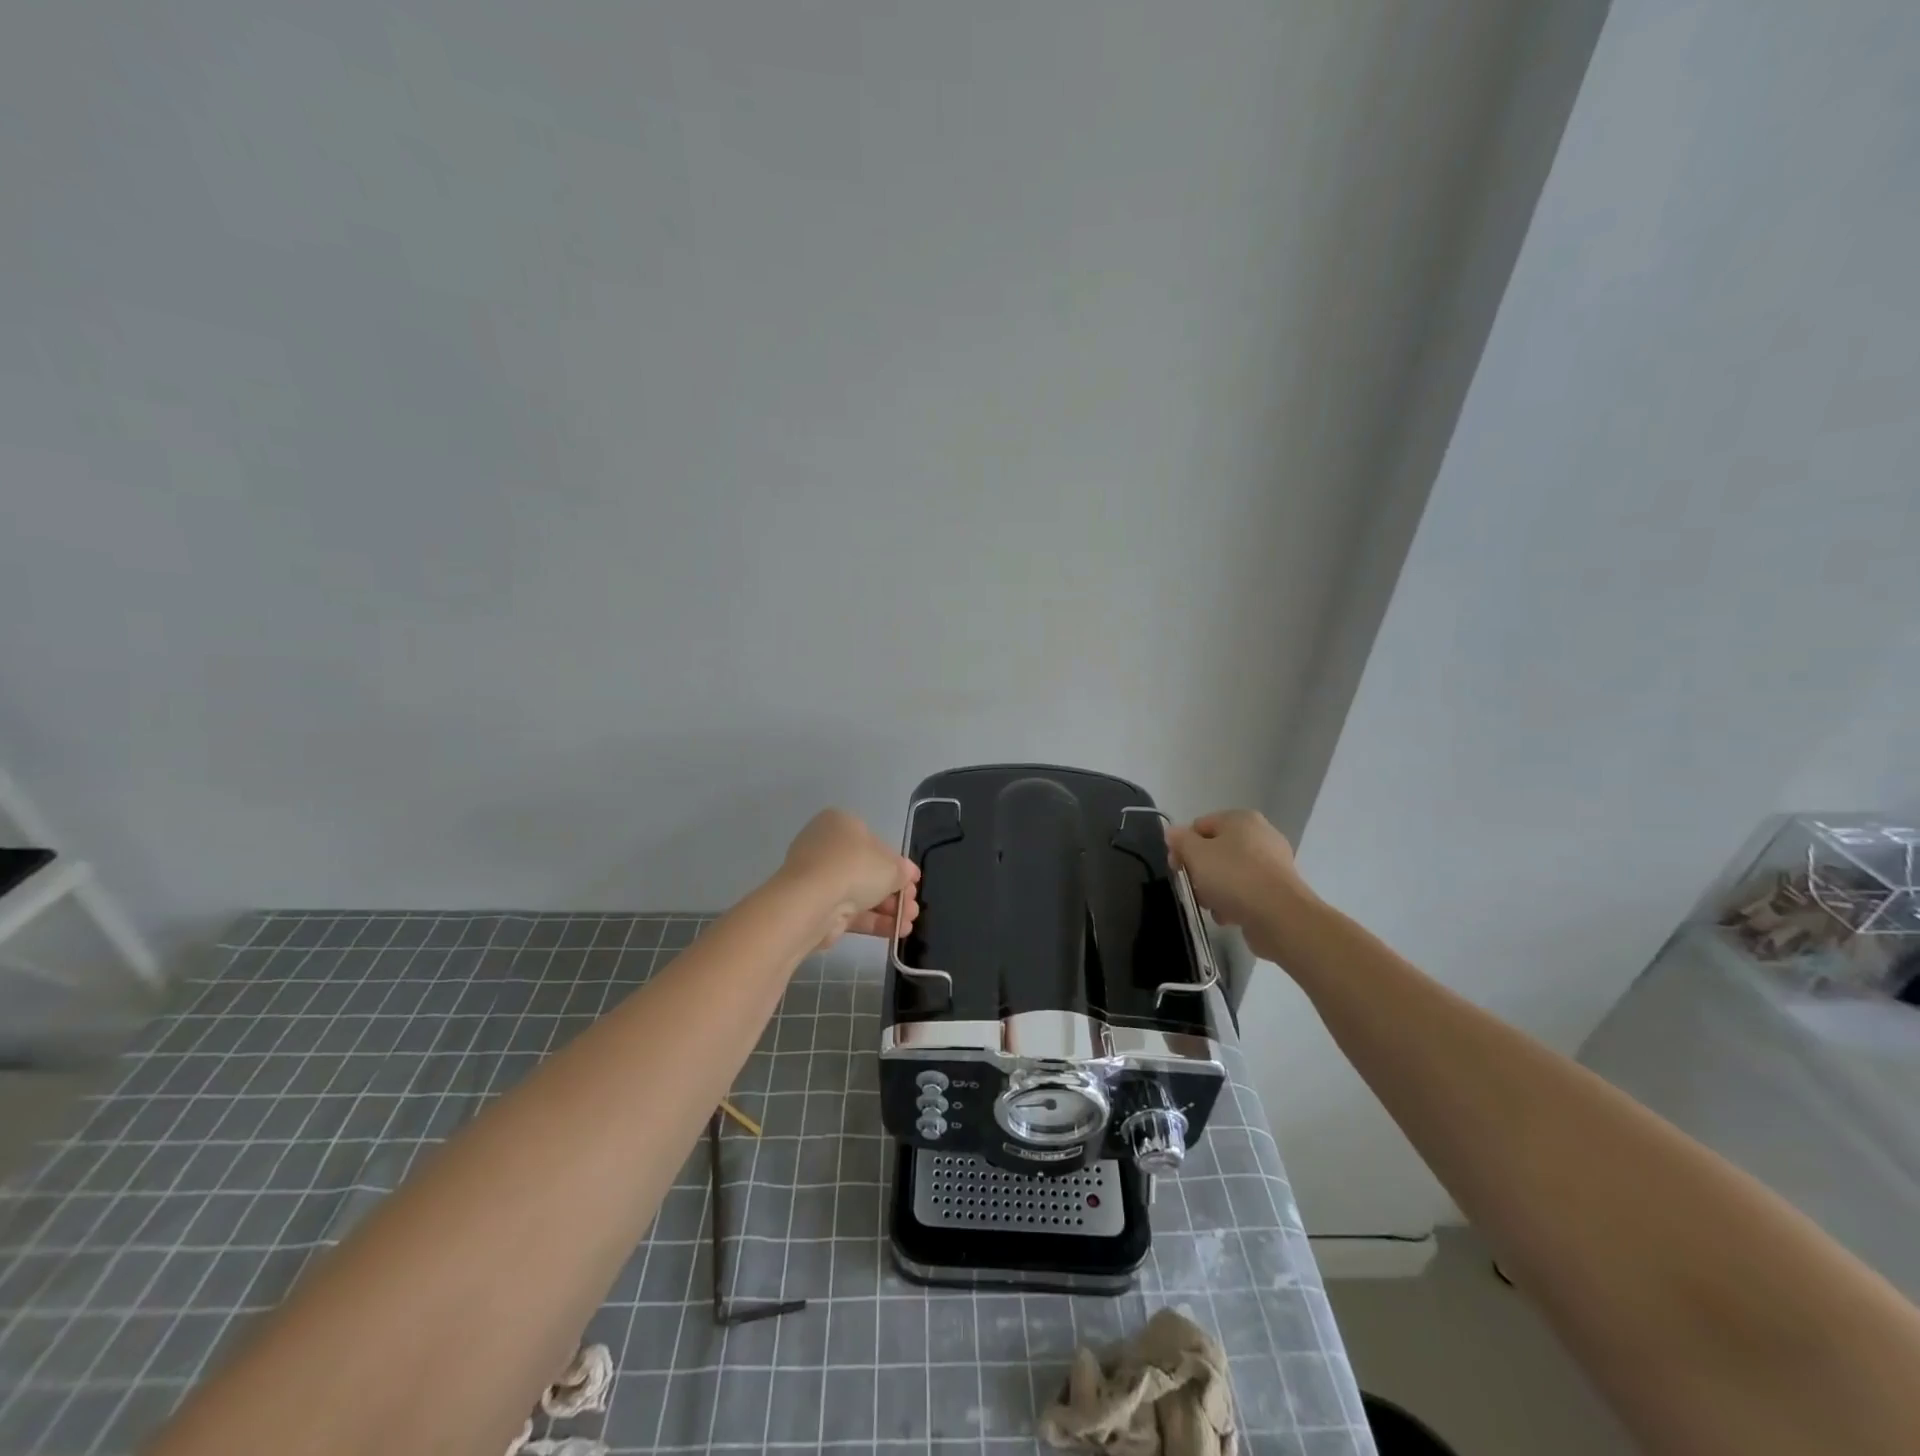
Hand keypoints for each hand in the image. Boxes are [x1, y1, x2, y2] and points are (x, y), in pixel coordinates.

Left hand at [781, 809, 920, 945]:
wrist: (812, 901)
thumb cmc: (854, 867)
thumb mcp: (891, 865)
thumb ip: (902, 870)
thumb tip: (907, 874)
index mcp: (841, 824)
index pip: (875, 843)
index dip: (897, 863)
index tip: (912, 881)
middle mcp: (826, 848)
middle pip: (869, 871)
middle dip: (895, 891)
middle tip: (913, 905)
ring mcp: (819, 879)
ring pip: (861, 893)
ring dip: (888, 909)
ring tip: (909, 923)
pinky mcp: (816, 907)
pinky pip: (850, 911)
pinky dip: (874, 921)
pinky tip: (897, 932)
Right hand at [1165, 810, 1312, 962]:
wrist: (1279, 916)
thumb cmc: (1233, 876)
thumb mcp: (1195, 853)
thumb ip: (1179, 839)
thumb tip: (1173, 832)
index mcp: (1241, 819)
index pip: (1199, 826)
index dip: (1182, 846)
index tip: (1176, 867)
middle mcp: (1260, 835)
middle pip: (1215, 851)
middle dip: (1200, 871)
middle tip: (1193, 887)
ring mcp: (1272, 863)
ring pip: (1229, 873)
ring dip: (1214, 890)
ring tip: (1212, 905)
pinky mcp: (1278, 890)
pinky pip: (1246, 891)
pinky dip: (1234, 902)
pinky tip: (1228, 916)